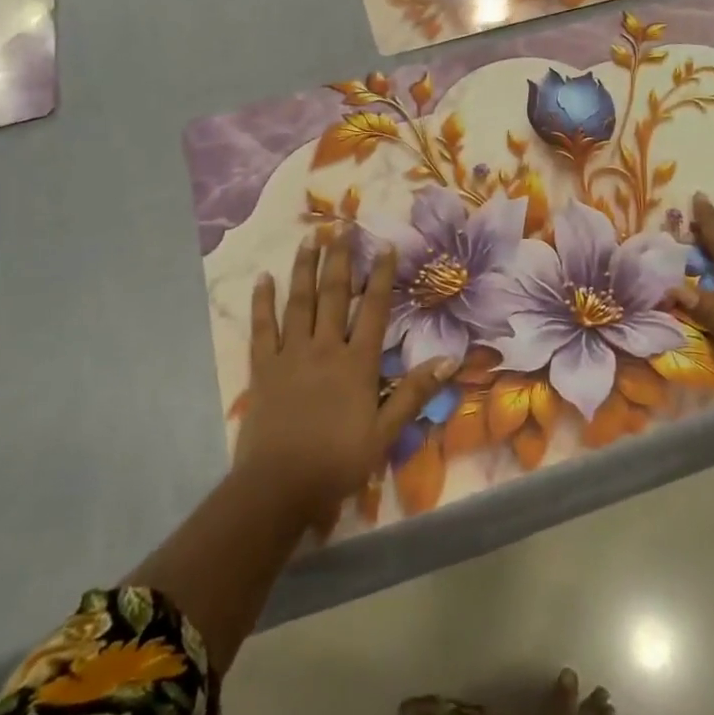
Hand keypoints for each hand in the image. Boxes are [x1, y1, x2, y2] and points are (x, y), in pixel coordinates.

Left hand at [235, 236, 456, 527]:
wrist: (279, 487)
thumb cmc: (337, 461)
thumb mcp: (385, 433)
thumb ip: (414, 393)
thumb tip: (450, 360)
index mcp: (357, 363)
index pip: (374, 309)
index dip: (381, 276)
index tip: (385, 246)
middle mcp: (325, 348)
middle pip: (335, 295)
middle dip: (340, 259)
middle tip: (342, 227)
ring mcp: (290, 354)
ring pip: (299, 302)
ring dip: (305, 269)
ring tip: (309, 239)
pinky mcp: (262, 368)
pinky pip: (262, 328)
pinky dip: (262, 302)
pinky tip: (263, 278)